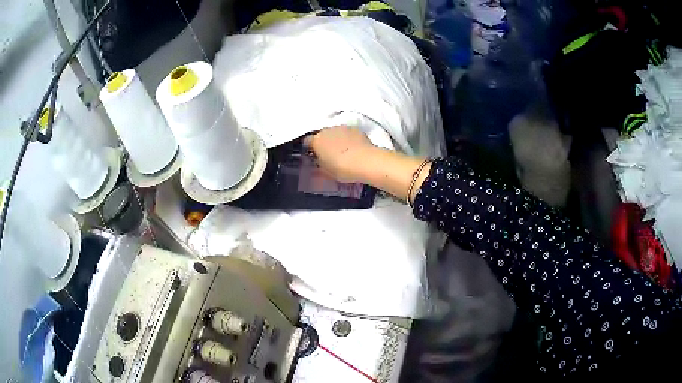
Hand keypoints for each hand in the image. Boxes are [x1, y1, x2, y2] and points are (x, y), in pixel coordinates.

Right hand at [304, 126, 375, 182]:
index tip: (314, 155)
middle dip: (324, 142)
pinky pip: (348, 132)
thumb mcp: (326, 171)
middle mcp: (327, 130)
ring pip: (335, 132)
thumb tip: (318, 161)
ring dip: (337, 138)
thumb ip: (319, 164)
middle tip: (330, 154)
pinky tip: (354, 147)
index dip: (310, 148)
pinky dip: (349, 138)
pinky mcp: (355, 128)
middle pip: (322, 134)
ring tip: (344, 151)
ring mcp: (342, 127)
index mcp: (316, 140)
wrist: (365, 161)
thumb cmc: (342, 168)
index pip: (307, 141)